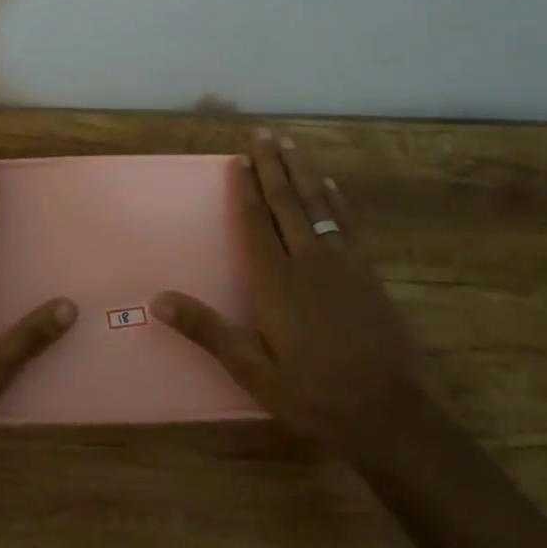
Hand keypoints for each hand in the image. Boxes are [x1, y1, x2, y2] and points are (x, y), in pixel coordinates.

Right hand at [153, 129, 423, 459]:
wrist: (387, 414)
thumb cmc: (312, 394)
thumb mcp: (252, 370)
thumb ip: (208, 330)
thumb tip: (158, 299)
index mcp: (275, 281)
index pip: (255, 223)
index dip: (244, 190)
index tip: (237, 159)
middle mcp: (307, 260)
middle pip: (285, 203)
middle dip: (271, 166)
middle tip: (262, 133)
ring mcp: (342, 263)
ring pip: (317, 205)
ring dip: (302, 172)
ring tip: (290, 144)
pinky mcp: (368, 273)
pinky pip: (347, 225)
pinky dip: (336, 201)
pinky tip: (330, 186)